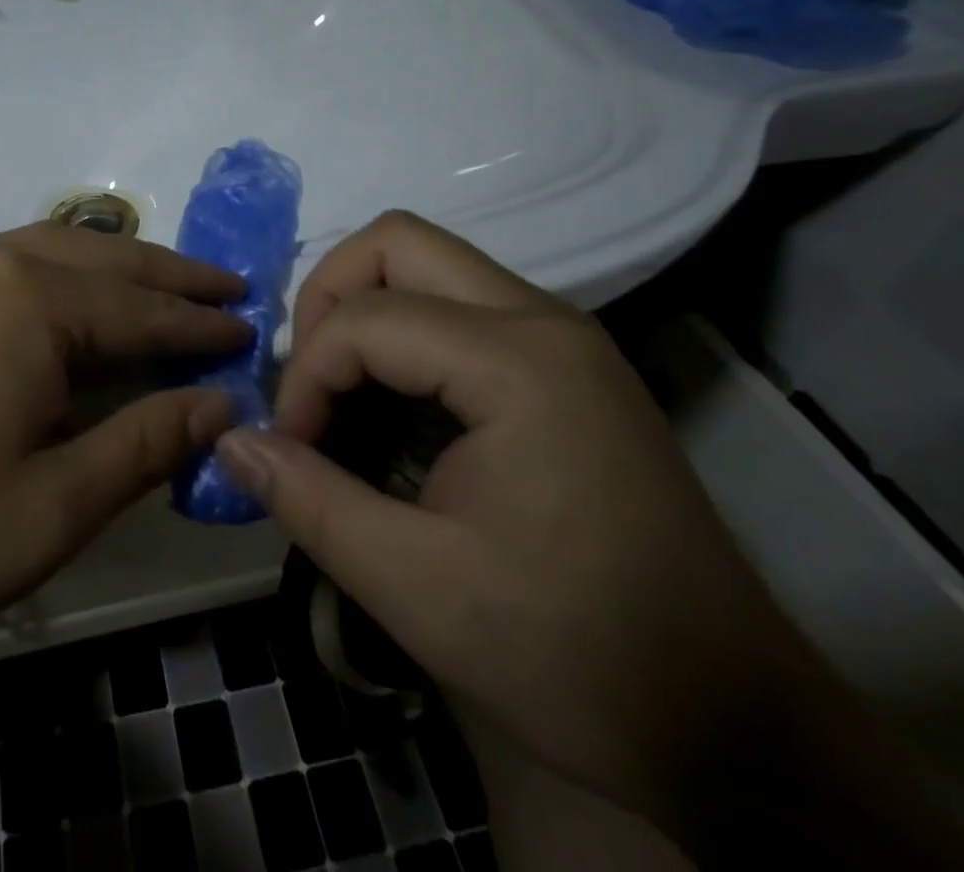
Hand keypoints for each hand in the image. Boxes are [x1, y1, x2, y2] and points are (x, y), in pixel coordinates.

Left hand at [0, 225, 250, 665]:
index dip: (200, 325)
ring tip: (164, 286)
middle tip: (227, 287)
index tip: (249, 329)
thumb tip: (222, 402)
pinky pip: (8, 261)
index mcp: (26, 303)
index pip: (140, 309)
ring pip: (54, 248)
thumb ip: (146, 443)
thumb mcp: (53, 507)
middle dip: (171, 275)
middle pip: (104, 259)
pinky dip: (61, 271)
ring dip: (117, 266)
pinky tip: (73, 296)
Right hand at [217, 212, 824, 839]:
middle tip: (309, 382)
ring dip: (365, 310)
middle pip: (398, 242)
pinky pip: (459, 304)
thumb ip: (309, 502)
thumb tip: (230, 441)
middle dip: (328, 297)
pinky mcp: (566, 364)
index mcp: (517, 363)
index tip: (290, 450)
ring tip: (339, 393)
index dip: (305, 376)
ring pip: (429, 263)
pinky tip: (392, 407)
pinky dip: (404, 333)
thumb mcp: (417, 588)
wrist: (733, 722)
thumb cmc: (575, 655)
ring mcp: (561, 336)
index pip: (366, 319)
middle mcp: (543, 321)